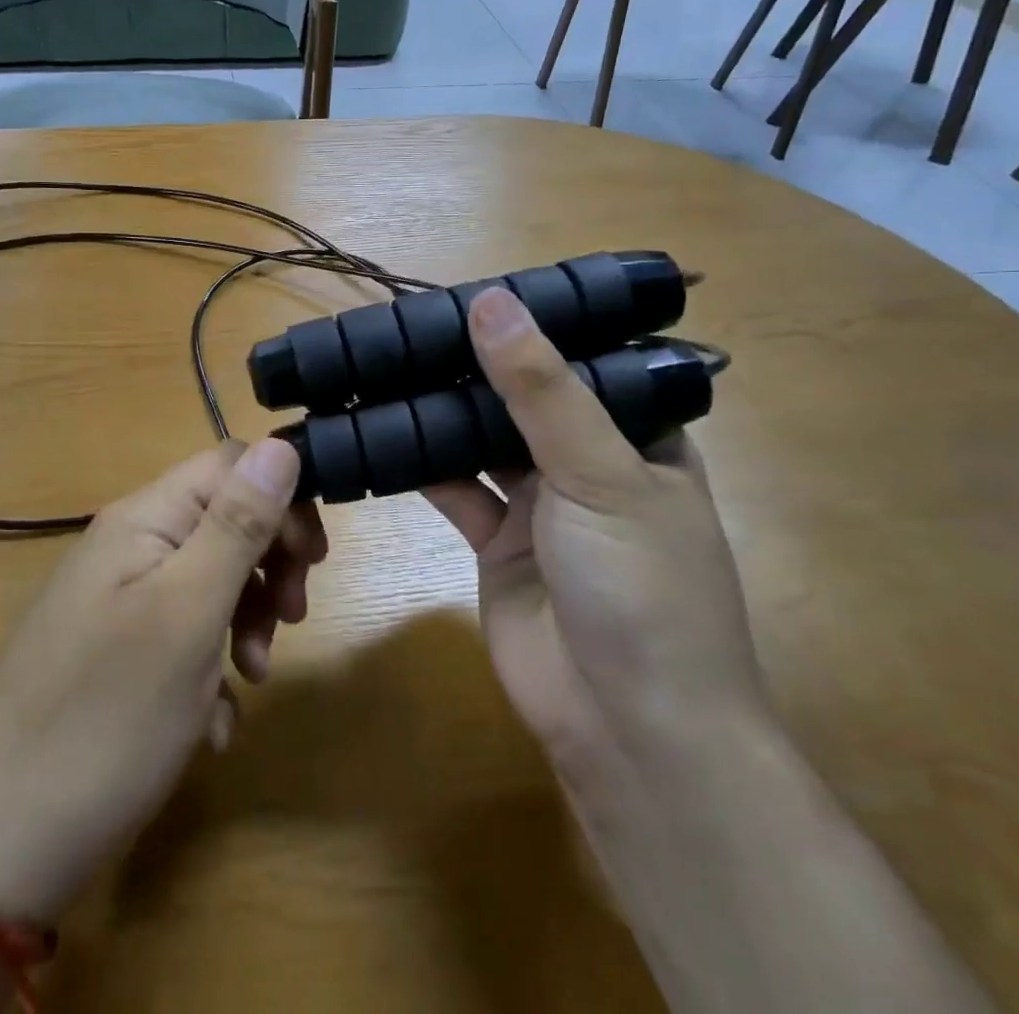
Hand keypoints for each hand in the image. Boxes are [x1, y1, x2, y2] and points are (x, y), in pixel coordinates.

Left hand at [0, 440, 322, 925]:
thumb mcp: (188, 615)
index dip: (281, 499)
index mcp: (144, 520)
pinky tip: (211, 721)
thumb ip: (236, 526)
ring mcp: (119, 601)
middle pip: (224, 520)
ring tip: (250, 678)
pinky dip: (211, 667)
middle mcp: (129, 546)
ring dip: (246, 620)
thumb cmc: (106, 719)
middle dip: (269, 565)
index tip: (313, 561)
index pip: (231, 465)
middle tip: (291, 621)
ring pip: (210, 580)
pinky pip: (184, 634)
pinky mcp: (116, 653)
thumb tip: (281, 445)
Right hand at [425, 288, 767, 786]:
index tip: (474, 288)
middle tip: (412, 321)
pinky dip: (420, 462)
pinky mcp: (494, 542)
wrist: (625, 730)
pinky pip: (453, 487)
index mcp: (638, 437)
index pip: (583, 359)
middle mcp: (587, 463)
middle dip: (475, 365)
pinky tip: (378, 431)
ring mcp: (539, 505)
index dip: (534, 324)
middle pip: (524, 397)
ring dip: (441, 410)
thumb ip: (541, 390)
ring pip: (482, 439)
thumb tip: (490, 301)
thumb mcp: (600, 475)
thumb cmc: (640, 588)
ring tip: (387, 363)